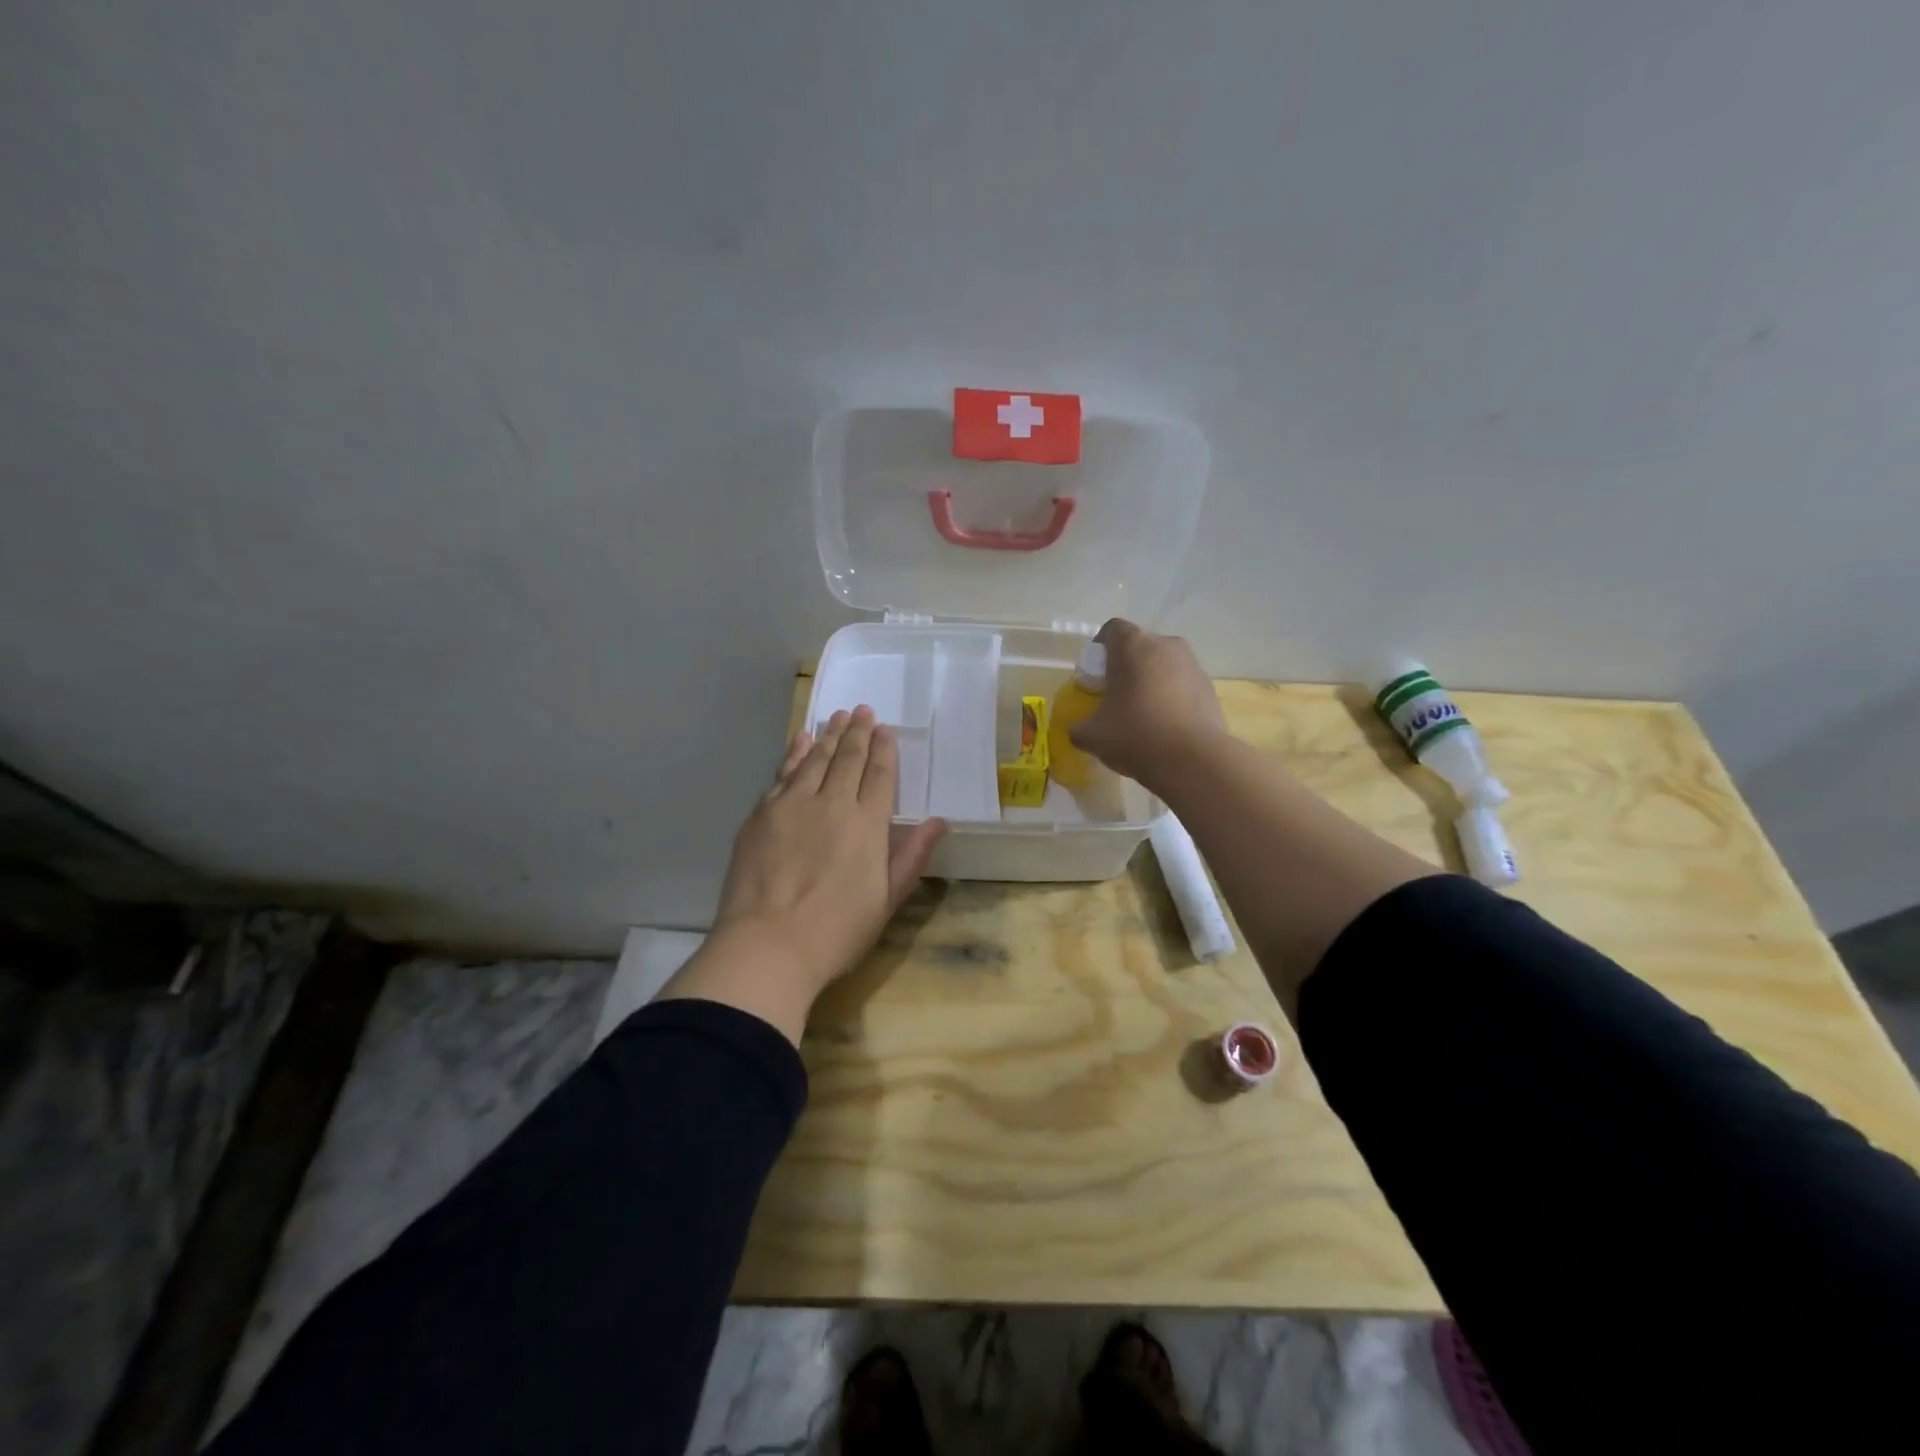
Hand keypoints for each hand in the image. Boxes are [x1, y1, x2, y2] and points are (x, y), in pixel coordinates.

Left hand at [660, 707, 945, 1044]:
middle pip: (847, 758)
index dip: (884, 750)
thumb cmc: (836, 932)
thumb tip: (938, 822)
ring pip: (813, 758)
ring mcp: (792, 805)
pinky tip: (799, 740)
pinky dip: (794, 753)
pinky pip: (782, 772)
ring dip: (827, 735)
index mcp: (868, 824)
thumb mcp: (886, 900)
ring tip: (836, 717)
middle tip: (862, 710)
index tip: (884, 729)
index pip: (880, 776)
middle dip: (857, 732)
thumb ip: (911, 856)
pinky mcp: (761, 814)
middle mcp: (832, 803)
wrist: (768, 946)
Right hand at [1068, 618, 1228, 787]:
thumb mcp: (1092, 736)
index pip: (1111, 629)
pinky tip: (1165, 727)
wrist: (1193, 760)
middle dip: (1126, 667)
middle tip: (1115, 696)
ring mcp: (1193, 665)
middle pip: (1140, 647)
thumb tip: (1080, 729)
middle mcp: (1166, 645)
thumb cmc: (1135, 735)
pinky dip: (1172, 698)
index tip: (1095, 675)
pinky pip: (1183, 685)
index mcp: (1133, 646)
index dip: (1100, 649)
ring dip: (1151, 682)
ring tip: (1142, 715)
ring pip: (1164, 665)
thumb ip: (1079, 727)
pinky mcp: (1210, 688)